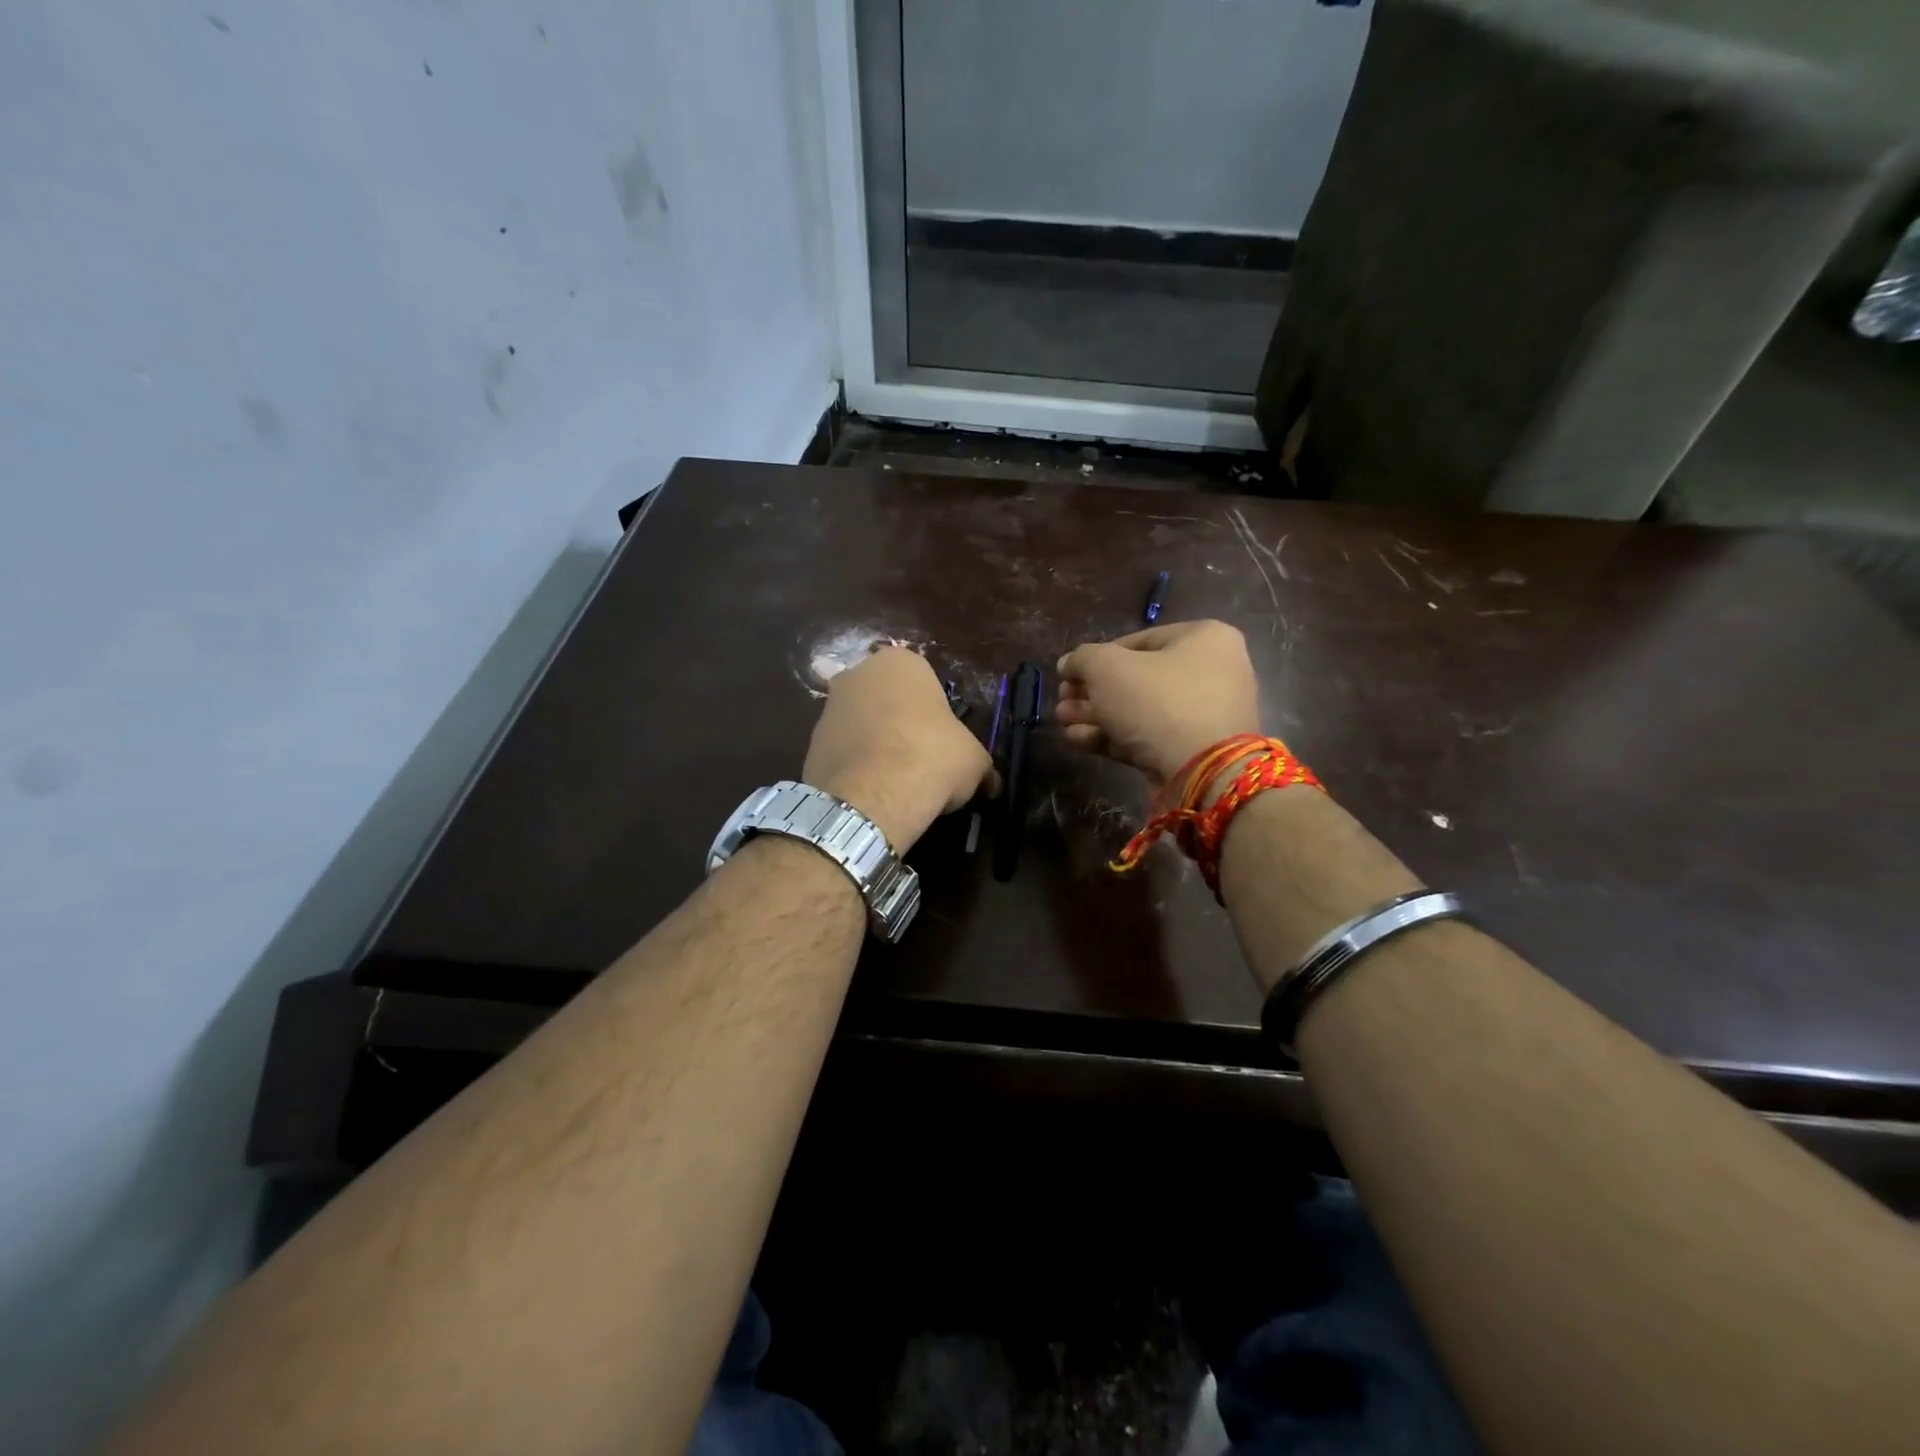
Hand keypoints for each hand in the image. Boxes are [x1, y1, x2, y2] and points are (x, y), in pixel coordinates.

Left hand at [802, 647, 995, 851]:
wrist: (872, 796)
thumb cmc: (931, 757)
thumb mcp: (974, 760)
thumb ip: (980, 764)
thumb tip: (991, 784)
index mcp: (900, 662)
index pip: (926, 681)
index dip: (938, 714)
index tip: (944, 743)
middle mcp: (858, 673)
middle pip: (889, 699)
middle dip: (902, 724)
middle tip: (922, 759)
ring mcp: (828, 706)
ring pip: (863, 724)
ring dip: (877, 745)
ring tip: (896, 782)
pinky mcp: (810, 742)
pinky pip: (844, 751)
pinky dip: (857, 766)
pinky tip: (872, 791)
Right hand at [1056, 621, 1260, 788]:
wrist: (1202, 773)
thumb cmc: (1158, 702)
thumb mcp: (1108, 668)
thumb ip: (1082, 659)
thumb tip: (1069, 664)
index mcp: (1204, 638)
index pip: (1137, 641)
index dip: (1095, 658)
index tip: (1068, 675)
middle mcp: (1211, 672)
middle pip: (1136, 679)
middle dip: (1091, 693)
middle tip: (1062, 703)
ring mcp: (1203, 715)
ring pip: (1138, 710)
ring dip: (1096, 716)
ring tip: (1063, 723)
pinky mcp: (1192, 751)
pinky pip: (1148, 736)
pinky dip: (1113, 737)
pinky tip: (1078, 741)